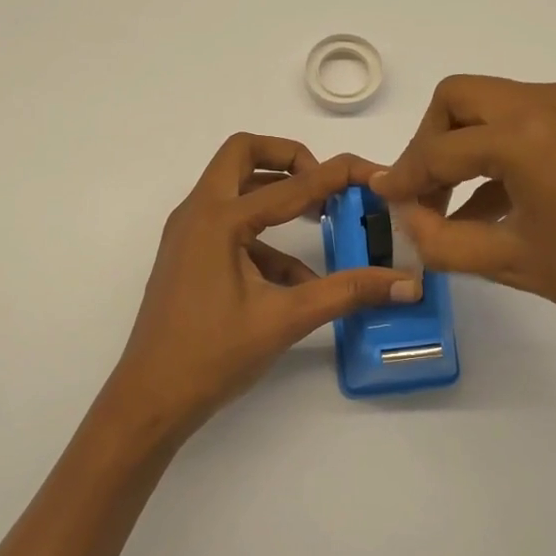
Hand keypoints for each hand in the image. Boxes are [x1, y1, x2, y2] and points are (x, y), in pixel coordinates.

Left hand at [101, 134, 421, 439]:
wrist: (150, 400)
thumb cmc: (212, 356)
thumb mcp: (285, 319)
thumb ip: (347, 293)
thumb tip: (405, 284)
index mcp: (218, 219)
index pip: (291, 183)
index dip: (339, 175)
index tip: (374, 174)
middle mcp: (198, 214)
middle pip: (244, 156)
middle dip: (290, 160)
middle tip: (327, 185)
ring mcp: (189, 235)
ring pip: (236, 190)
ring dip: (278, 198)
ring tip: (322, 221)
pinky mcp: (191, 258)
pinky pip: (232, 229)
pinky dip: (266, 240)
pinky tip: (296, 280)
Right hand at [372, 76, 555, 358]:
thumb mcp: (506, 260)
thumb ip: (440, 239)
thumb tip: (406, 220)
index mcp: (522, 132)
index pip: (439, 148)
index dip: (404, 177)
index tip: (384, 201)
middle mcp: (545, 102)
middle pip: (459, 101)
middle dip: (430, 144)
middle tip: (421, 194)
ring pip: (491, 107)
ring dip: (462, 147)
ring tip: (448, 208)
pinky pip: (523, 125)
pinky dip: (496, 154)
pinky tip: (486, 207)